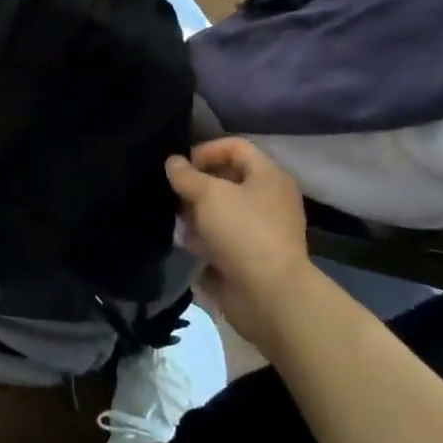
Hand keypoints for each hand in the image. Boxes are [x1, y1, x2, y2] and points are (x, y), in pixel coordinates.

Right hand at [166, 138, 309, 345]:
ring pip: (222, 210)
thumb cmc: (243, 232)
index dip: (206, 150)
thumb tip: (173, 162)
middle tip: (173, 194)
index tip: (180, 166)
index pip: (236, 147)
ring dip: (197, 213)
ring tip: (177, 220)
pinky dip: (205, 238)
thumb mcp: (208, 194)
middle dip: (197, 184)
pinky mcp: (251, 256)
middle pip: (227, 179)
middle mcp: (269, 199)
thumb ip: (186, 175)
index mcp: (269, 176)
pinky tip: (187, 244)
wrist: (270, 295)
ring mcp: (262, 229)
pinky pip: (223, 237)